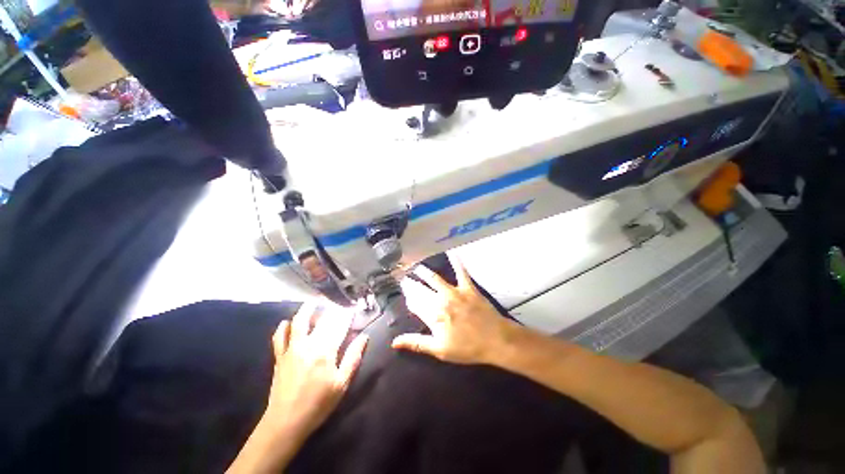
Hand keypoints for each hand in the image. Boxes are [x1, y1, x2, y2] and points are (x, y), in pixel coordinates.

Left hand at [264, 302, 367, 438]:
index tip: (353, 307)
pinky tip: (288, 321)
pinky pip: (279, 337)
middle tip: (337, 302)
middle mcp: (308, 345)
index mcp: (325, 351)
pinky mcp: (280, 357)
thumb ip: (353, 357)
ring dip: (306, 309)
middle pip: (321, 320)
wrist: (285, 422)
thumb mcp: (341, 383)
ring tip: (314, 301)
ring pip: (298, 322)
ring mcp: (292, 349)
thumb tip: (364, 336)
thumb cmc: (318, 404)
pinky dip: (284, 327)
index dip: (347, 315)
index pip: (339, 326)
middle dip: (331, 309)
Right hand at [392, 252, 520, 364]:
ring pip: (435, 279)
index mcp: (433, 316)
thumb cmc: (467, 348)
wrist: (495, 340)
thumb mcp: (439, 350)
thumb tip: (394, 342)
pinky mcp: (468, 287)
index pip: (415, 304)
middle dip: (412, 285)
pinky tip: (452, 253)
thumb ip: (416, 343)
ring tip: (417, 268)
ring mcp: (454, 292)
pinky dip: (456, 262)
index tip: (405, 294)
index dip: (409, 299)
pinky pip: (461, 272)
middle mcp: (440, 300)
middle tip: (405, 279)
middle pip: (422, 290)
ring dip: (425, 273)